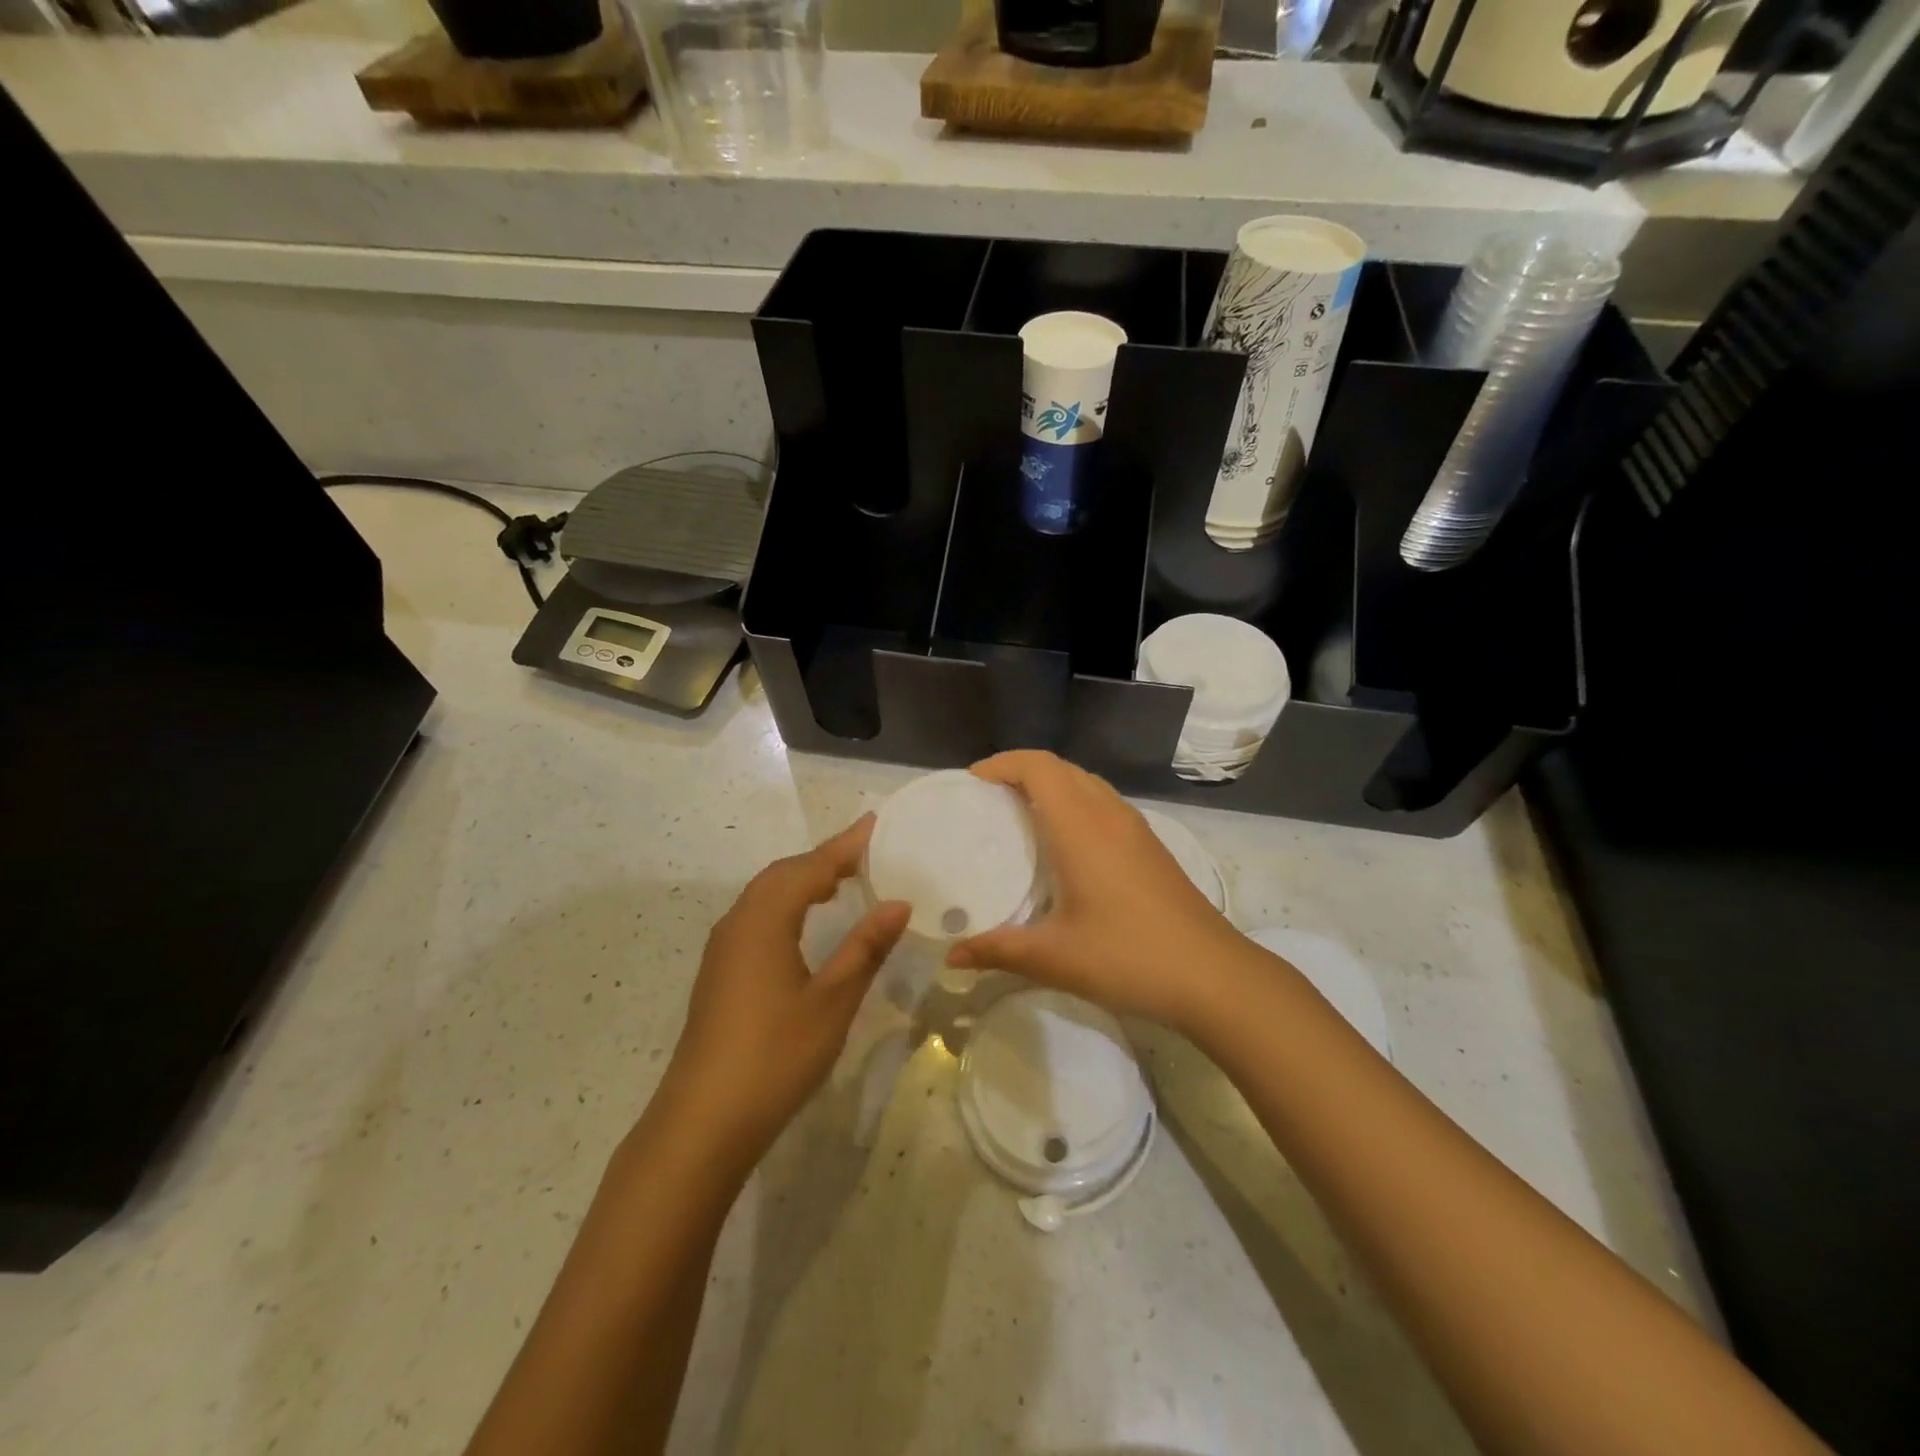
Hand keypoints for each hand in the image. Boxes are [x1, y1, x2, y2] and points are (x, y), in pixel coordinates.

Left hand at [663, 816, 909, 1171]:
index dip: (846, 845)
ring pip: (767, 894)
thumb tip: (898, 903)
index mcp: (765, 920)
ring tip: (844, 879)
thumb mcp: (832, 1001)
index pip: (811, 867)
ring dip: (804, 879)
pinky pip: (758, 915)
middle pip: (784, 873)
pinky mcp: (721, 971)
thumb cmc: (775, 1056)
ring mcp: (724, 948)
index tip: (876, 823)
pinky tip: (806, 923)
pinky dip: (788, 903)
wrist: (703, 1122)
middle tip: (867, 853)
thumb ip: (865, 947)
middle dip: (825, 858)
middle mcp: (738, 922)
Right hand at [947, 751, 1250, 1033]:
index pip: (1039, 767)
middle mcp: (1109, 815)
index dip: (1003, 763)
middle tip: (988, 798)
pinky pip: (1104, 803)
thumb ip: (998, 951)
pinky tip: (1066, 845)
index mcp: (1082, 827)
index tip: (972, 781)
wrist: (1214, 975)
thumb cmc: (1129, 957)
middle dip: (1022, 770)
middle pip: (1062, 768)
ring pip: (1087, 783)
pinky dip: (1075, 803)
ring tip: (1021, 814)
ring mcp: (1136, 829)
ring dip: (1052, 784)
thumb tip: (952, 955)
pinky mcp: (1151, 847)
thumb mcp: (1055, 958)